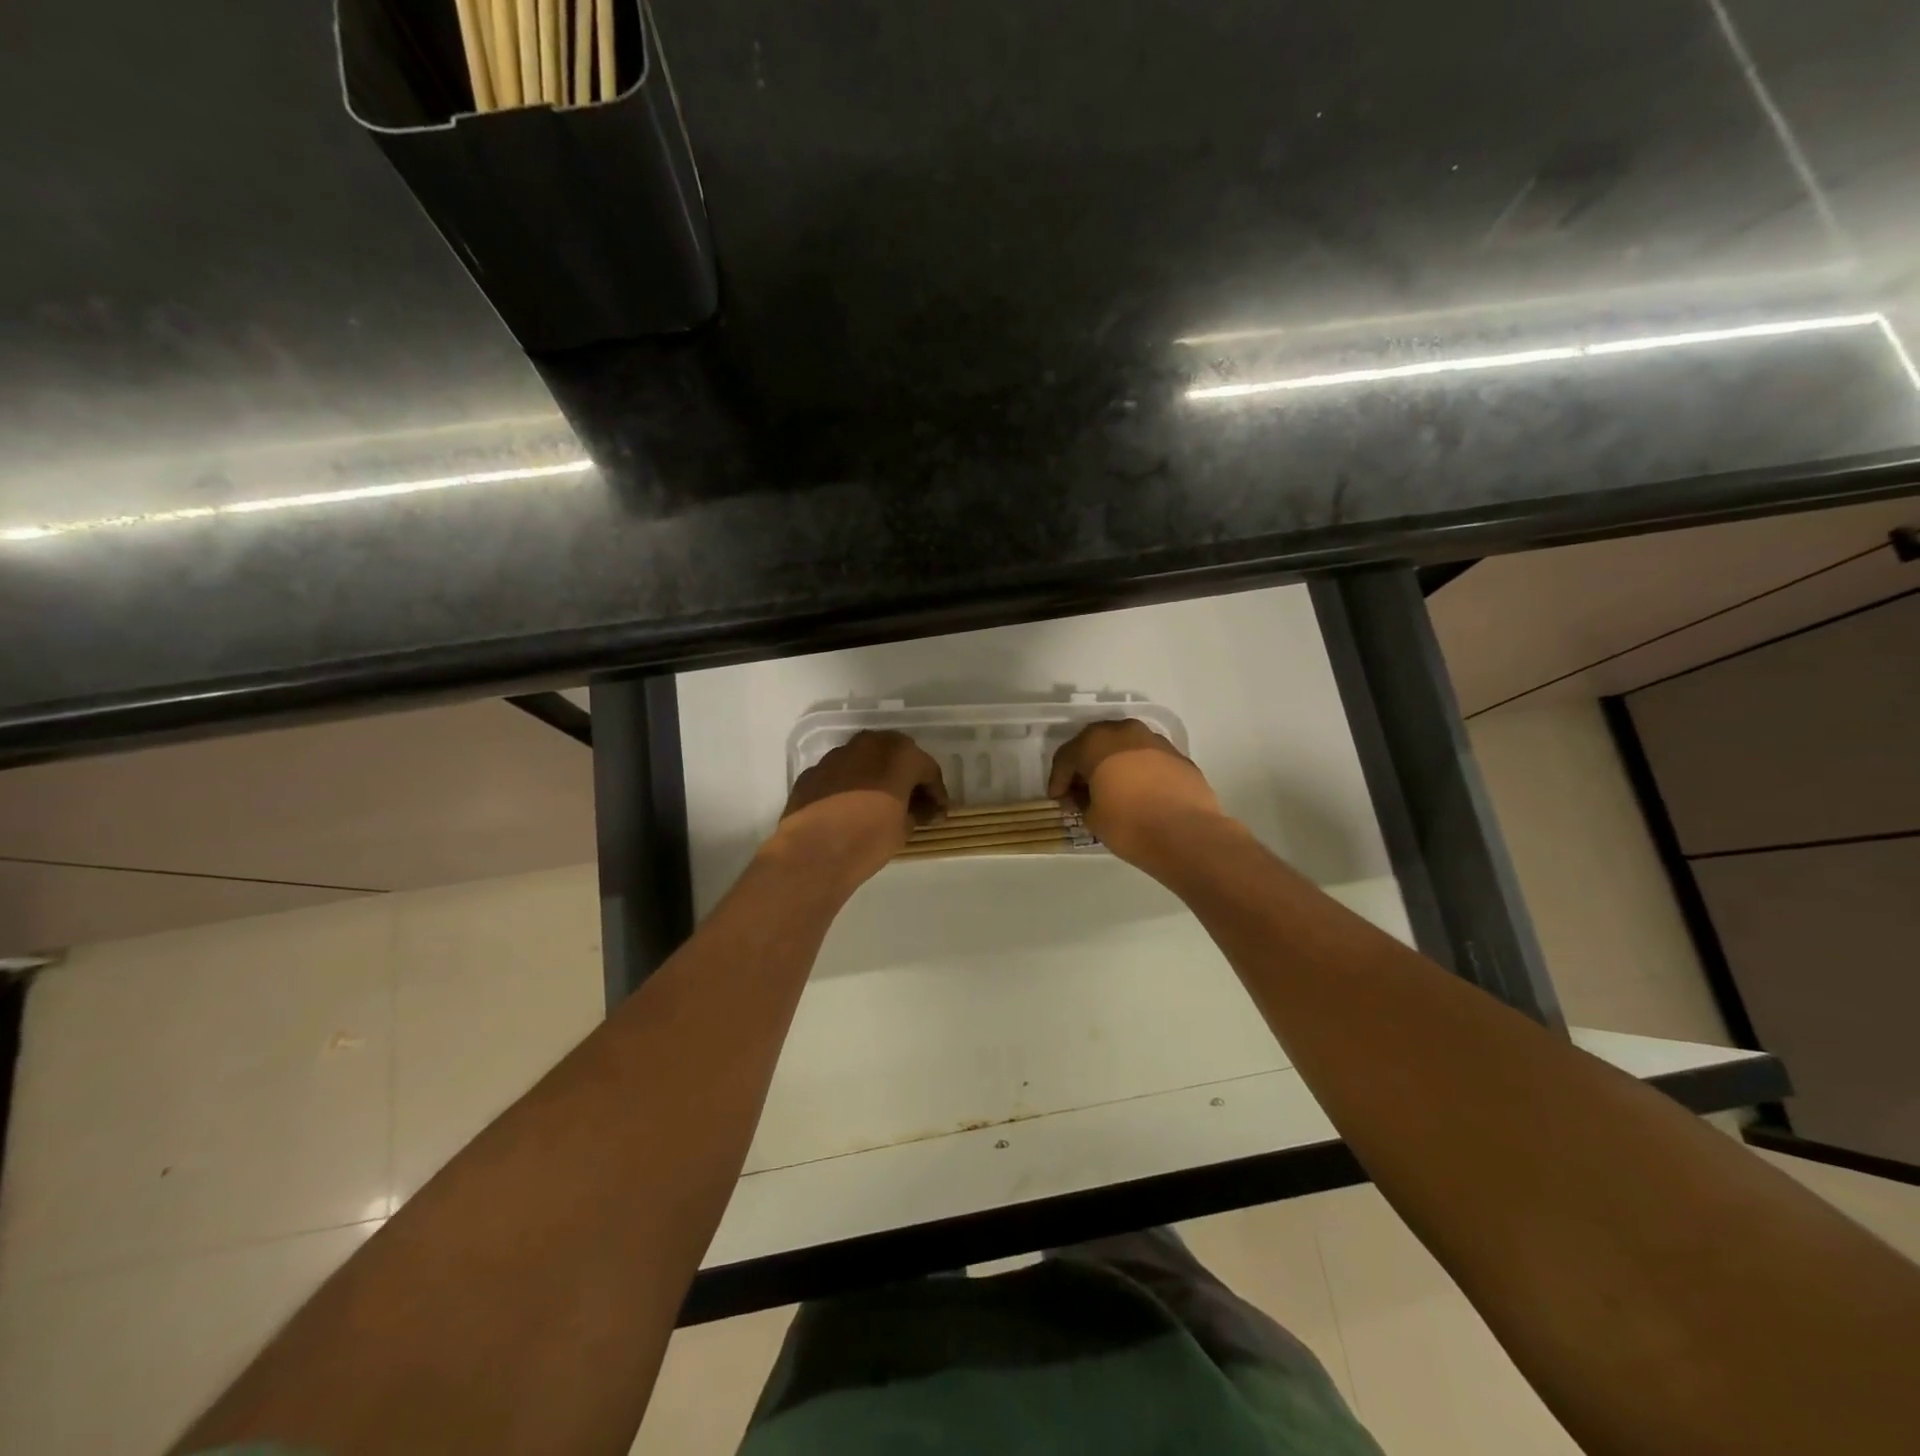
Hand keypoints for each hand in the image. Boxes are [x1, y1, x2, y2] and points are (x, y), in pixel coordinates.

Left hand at [768, 730, 947, 889]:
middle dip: (906, 777)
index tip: (938, 814)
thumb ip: (913, 812)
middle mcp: (869, 745)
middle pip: (896, 756)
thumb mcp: (904, 829)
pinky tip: (850, 809)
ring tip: (879, 804)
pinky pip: (840, 775)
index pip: (928, 769)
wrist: (814, 851)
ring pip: (865, 761)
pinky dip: (849, 787)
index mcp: (900, 754)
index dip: (936, 794)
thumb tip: (912, 811)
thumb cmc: (869, 837)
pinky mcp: (813, 772)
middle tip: (912, 802)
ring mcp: (836, 755)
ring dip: (876, 778)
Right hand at [1047, 719, 1227, 868]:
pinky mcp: (1178, 756)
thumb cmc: (1129, 824)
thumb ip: (1082, 801)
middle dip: (1085, 767)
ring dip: (1113, 765)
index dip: (1058, 780)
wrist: (1187, 834)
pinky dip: (1137, 771)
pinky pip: (1147, 759)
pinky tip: (1138, 794)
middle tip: (1080, 792)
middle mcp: (1125, 732)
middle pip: (1095, 745)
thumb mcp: (1092, 818)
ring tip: (1111, 791)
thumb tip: (1085, 797)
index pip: (1067, 757)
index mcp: (1096, 742)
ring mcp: (1155, 741)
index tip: (1057, 800)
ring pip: (1124, 748)